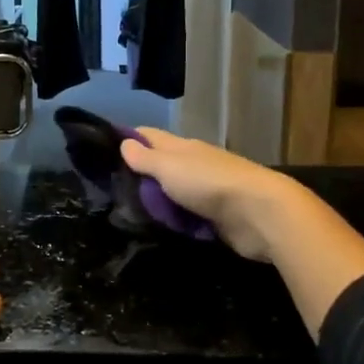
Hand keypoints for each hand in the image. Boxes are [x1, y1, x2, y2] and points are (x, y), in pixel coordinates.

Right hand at [117, 128, 302, 261]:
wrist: (260, 213)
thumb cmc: (209, 184)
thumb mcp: (169, 168)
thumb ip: (146, 158)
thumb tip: (124, 142)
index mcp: (182, 147)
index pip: (149, 136)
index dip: (127, 139)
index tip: (102, 151)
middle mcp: (193, 164)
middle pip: (161, 165)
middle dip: (138, 174)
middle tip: (110, 191)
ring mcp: (206, 191)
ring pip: (173, 192)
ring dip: (156, 200)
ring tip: (127, 213)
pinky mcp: (216, 216)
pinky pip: (187, 215)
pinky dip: (174, 219)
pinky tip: (158, 228)